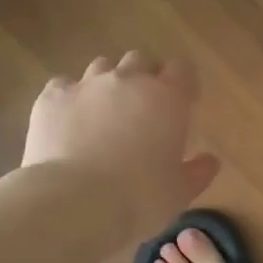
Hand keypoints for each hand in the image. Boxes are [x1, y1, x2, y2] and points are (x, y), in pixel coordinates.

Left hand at [20, 52, 219, 237]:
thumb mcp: (179, 193)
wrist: (74, 202)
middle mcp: (128, 81)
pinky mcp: (51, 97)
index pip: (181, 70)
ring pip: (102, 67)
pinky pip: (64, 85)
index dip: (183, 84)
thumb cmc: (139, 198)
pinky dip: (71, 97)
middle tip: (144, 109)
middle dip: (144, 78)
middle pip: (140, 61)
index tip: (183, 104)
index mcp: (167, 98)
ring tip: (106, 113)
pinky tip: (70, 121)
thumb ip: (197, 172)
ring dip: (108, 84)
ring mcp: (86, 85)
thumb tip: (210, 161)